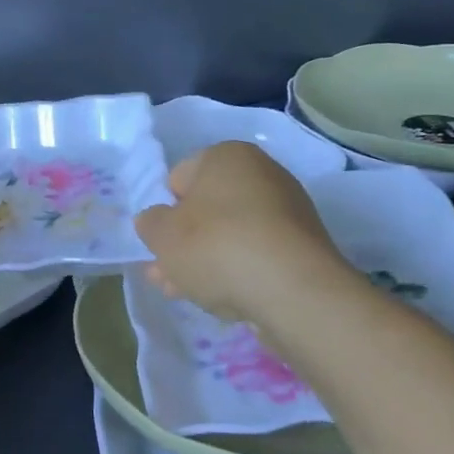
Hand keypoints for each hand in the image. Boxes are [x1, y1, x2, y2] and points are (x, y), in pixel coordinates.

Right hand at [134, 142, 363, 326]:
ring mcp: (288, 211)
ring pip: (230, 235)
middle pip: (206, 210)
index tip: (159, 243)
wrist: (294, 291)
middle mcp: (261, 173)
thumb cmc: (217, 247)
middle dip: (184, 243)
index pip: (179, 179)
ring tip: (186, 294)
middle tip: (166, 275)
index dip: (164, 212)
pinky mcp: (303, 247)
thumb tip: (154, 221)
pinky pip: (257, 255)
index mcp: (226, 155)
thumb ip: (150, 224)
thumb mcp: (163, 235)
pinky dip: (238, 271)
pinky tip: (222, 298)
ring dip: (206, 261)